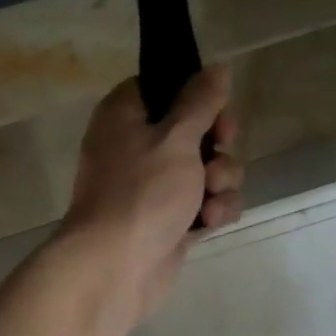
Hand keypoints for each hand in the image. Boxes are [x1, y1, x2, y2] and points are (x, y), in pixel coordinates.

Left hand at [57, 66, 244, 325]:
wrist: (115, 268)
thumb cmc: (142, 192)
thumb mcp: (176, 138)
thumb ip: (201, 101)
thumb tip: (218, 67)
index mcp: (126, 115)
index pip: (166, 87)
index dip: (197, 96)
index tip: (216, 110)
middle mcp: (137, 145)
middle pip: (196, 128)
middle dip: (218, 146)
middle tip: (215, 158)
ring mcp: (153, 184)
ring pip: (207, 167)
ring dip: (220, 181)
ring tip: (209, 198)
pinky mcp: (170, 217)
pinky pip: (205, 202)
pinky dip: (213, 210)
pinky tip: (209, 223)